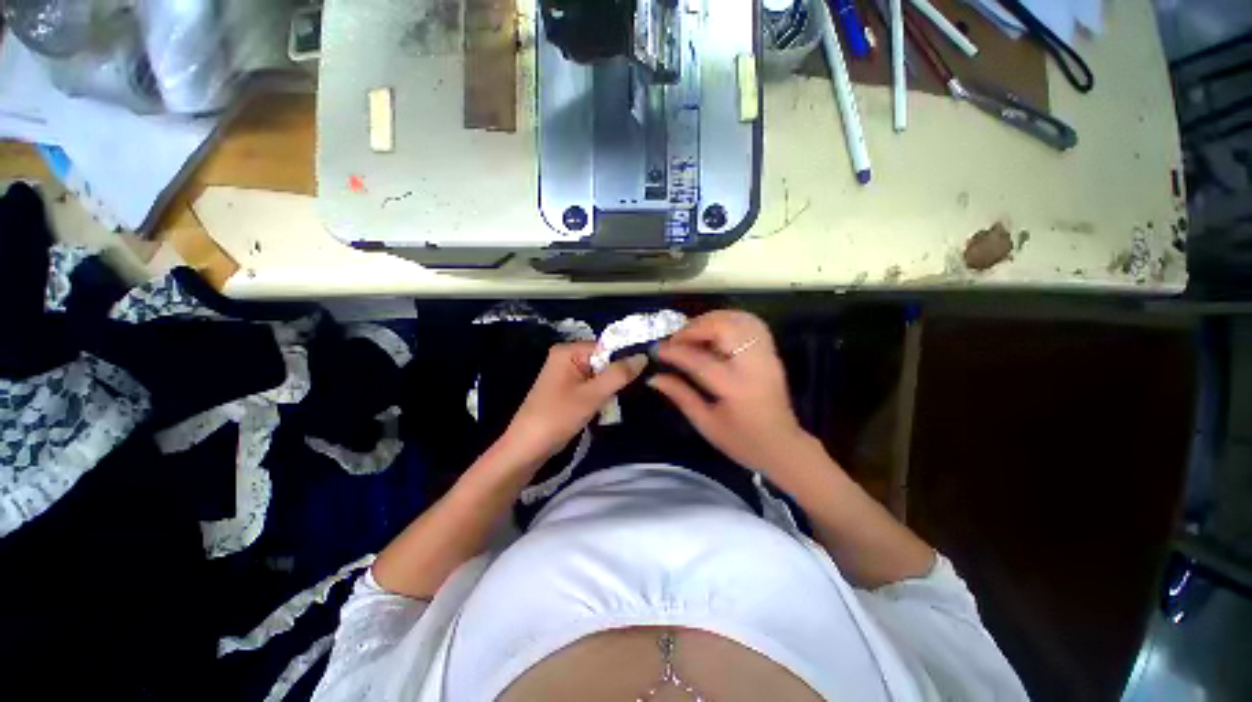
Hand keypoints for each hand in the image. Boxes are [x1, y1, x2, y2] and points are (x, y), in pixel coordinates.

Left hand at [502, 342, 646, 464]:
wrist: (528, 447)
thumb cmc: (558, 417)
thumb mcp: (592, 395)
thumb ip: (619, 374)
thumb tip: (643, 357)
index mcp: (568, 351)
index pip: (606, 347)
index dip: (624, 359)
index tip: (645, 372)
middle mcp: (566, 357)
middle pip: (603, 360)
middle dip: (616, 376)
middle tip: (630, 391)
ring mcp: (566, 374)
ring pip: (599, 375)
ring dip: (609, 388)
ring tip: (617, 402)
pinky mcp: (567, 388)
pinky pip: (591, 385)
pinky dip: (600, 395)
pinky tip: (605, 407)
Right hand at [649, 310, 812, 475]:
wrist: (783, 446)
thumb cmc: (742, 441)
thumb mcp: (706, 424)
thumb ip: (680, 396)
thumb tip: (654, 377)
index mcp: (735, 387)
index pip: (698, 359)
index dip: (674, 351)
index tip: (657, 349)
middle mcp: (753, 365)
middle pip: (723, 328)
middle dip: (694, 327)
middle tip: (677, 339)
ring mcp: (766, 356)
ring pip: (739, 319)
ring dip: (712, 319)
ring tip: (694, 333)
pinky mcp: (771, 353)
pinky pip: (751, 324)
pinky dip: (729, 320)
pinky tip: (715, 332)